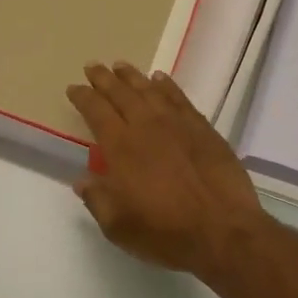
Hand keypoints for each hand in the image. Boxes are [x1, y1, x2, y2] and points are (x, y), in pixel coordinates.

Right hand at [65, 62, 274, 277]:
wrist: (223, 230)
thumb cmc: (165, 232)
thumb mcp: (118, 226)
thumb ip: (97, 199)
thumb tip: (82, 180)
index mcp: (121, 147)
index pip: (96, 111)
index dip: (83, 97)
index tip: (73, 87)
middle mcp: (146, 126)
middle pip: (121, 93)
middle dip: (104, 78)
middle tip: (93, 66)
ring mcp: (177, 123)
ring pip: (149, 90)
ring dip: (132, 76)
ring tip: (121, 66)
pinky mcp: (202, 128)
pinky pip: (179, 97)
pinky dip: (167, 85)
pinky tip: (160, 79)